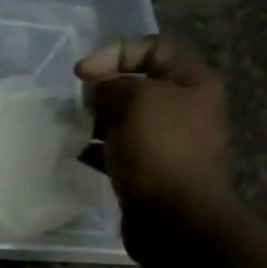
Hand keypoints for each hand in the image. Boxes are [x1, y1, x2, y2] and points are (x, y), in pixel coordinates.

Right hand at [77, 36, 234, 263]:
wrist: (175, 220)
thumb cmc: (161, 152)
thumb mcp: (138, 101)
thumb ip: (114, 86)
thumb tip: (101, 95)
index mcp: (192, 83)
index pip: (155, 48)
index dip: (116, 52)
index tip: (82, 73)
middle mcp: (184, 109)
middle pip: (139, 84)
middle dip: (104, 89)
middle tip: (80, 104)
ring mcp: (167, 143)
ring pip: (126, 119)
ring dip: (97, 120)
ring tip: (73, 128)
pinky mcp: (149, 172)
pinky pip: (119, 151)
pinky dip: (97, 149)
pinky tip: (78, 154)